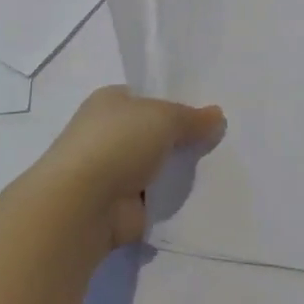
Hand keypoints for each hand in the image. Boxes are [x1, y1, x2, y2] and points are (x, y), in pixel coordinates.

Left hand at [42, 86, 226, 248]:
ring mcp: (114, 172)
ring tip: (218, 168)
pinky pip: (157, 198)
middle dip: (182, 138)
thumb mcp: (164, 117)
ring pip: (158, 166)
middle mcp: (109, 134)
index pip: (147, 97)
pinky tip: (203, 196)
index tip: (207, 113)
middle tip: (220, 140)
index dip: (176, 102)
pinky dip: (174, 199)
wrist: (84, 204)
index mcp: (110, 102)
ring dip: (179, 171)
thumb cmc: (119, 143)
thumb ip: (193, 118)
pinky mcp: (122, 206)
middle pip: (155, 132)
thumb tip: (218, 117)